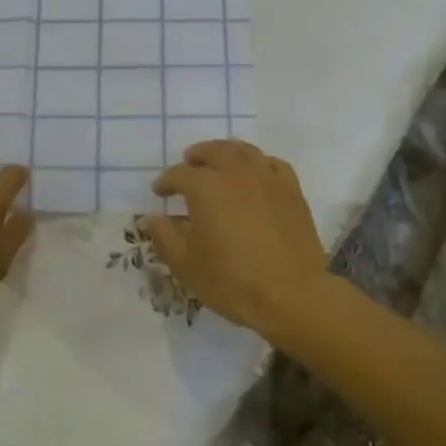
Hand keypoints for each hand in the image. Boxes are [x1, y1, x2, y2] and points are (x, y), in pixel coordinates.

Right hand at [147, 140, 328, 338]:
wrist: (291, 295)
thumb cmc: (231, 281)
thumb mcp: (185, 265)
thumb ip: (165, 236)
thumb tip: (153, 217)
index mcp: (205, 187)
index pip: (179, 174)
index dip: (166, 182)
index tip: (160, 192)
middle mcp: (236, 173)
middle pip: (213, 151)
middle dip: (197, 156)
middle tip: (189, 164)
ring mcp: (267, 178)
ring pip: (244, 151)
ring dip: (226, 153)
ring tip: (220, 164)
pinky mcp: (292, 190)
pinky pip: (271, 164)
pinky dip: (258, 164)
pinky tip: (255, 176)